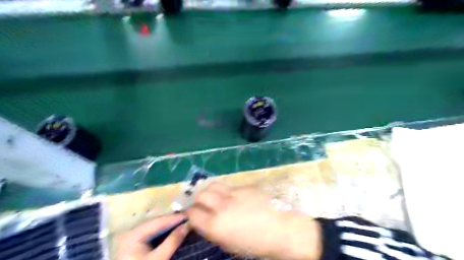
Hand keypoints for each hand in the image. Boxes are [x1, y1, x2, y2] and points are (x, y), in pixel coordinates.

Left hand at [118, 214, 187, 259]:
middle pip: (156, 222)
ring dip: (169, 225)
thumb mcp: (159, 259)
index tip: (189, 215)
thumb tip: (187, 226)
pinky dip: (164, 232)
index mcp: (134, 234)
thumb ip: (173, 241)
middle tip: (188, 218)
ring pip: (155, 227)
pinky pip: (152, 234)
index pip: (158, 221)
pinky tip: (173, 231)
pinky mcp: (136, 245)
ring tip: (183, 223)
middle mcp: (132, 232)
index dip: (174, 218)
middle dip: (172, 220)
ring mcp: (133, 238)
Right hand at [185, 182, 322, 259]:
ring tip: (213, 196)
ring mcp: (233, 193)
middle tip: (201, 204)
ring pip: (213, 185)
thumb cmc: (256, 244)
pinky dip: (225, 191)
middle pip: (201, 195)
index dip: (190, 214)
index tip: (192, 215)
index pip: (193, 213)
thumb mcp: (230, 244)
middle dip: (197, 200)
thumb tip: (206, 222)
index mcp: (216, 226)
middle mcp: (221, 206)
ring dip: (209, 190)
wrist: (282, 229)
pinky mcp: (244, 186)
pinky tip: (231, 197)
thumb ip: (214, 231)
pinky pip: (229, 186)